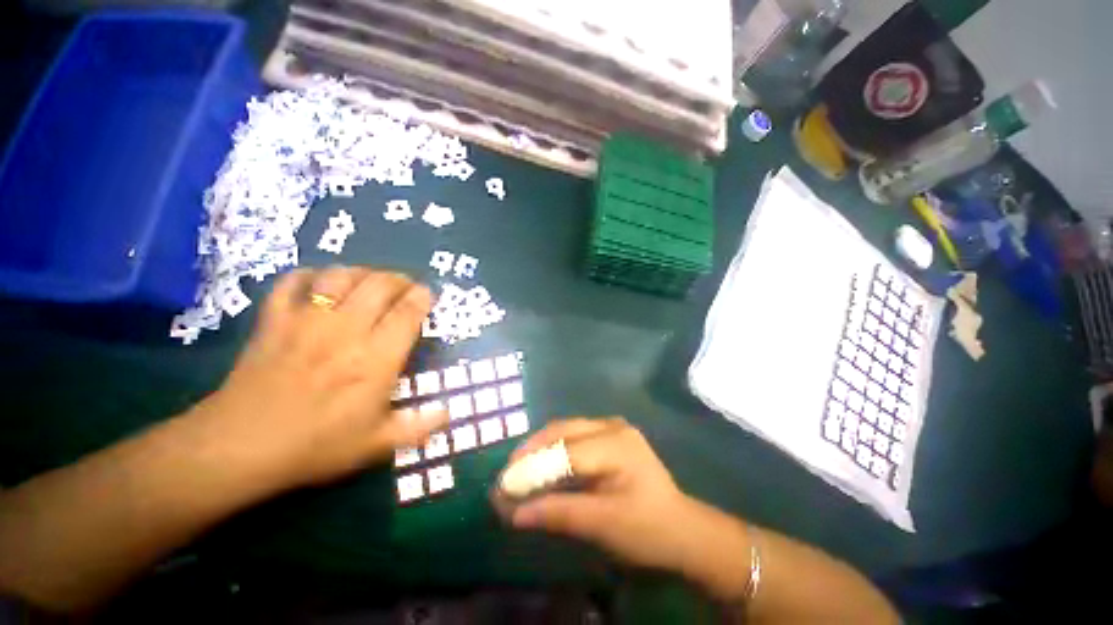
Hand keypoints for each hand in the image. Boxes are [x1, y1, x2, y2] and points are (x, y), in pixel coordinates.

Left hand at [197, 266, 448, 489]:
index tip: (428, 294)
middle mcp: (347, 330)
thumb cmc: (316, 446)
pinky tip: (319, 282)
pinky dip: (309, 276)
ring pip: (341, 276)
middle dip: (399, 280)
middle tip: (405, 287)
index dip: (422, 298)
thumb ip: (420, 427)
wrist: (239, 448)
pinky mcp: (274, 320)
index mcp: (376, 359)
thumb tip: (451, 414)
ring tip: (370, 282)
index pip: (408, 312)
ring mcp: (307, 321)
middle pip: (379, 285)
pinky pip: (292, 282)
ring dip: (362, 273)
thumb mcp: (377, 444)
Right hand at [499, 418, 717, 575]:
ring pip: (565, 430)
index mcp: (616, 444)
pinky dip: (554, 450)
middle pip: (562, 431)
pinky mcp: (609, 435)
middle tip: (507, 473)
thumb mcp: (603, 525)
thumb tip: (515, 513)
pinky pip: (574, 436)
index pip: (565, 452)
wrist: (682, 529)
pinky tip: (542, 465)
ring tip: (519, 469)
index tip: (504, 484)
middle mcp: (612, 426)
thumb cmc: (648, 529)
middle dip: (532, 451)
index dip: (532, 468)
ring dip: (540, 448)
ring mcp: (612, 427)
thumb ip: (559, 514)